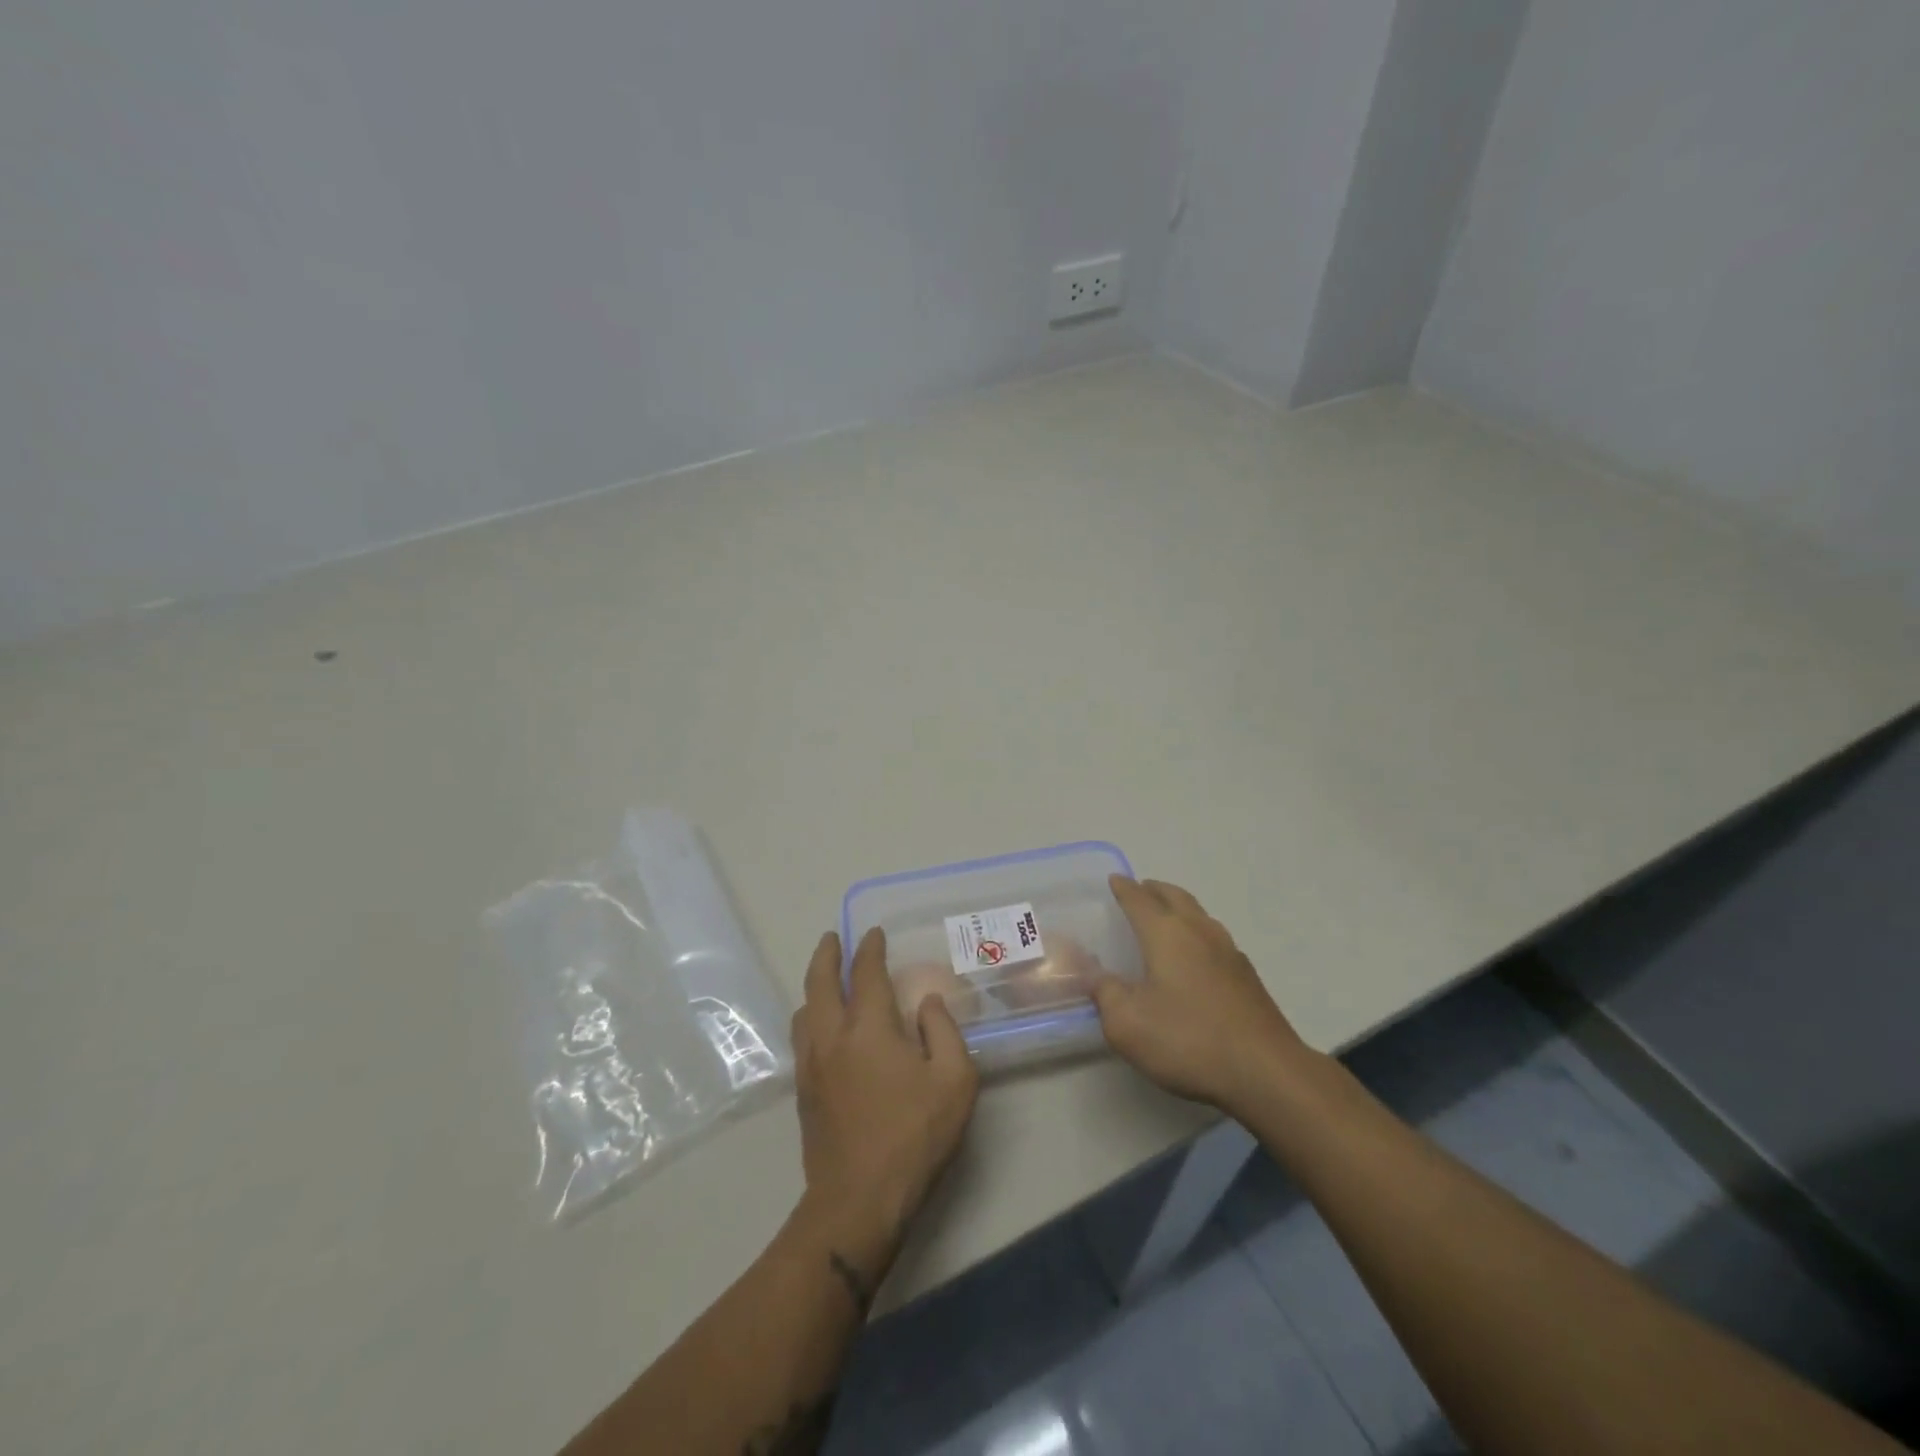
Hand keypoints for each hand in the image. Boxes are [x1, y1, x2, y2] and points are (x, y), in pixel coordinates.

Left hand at [790, 928, 978, 1269]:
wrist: (858, 1200)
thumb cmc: (914, 1136)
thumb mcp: (954, 1081)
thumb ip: (944, 1032)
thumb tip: (927, 1003)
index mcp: (868, 1027)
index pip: (865, 973)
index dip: (869, 949)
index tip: (873, 934)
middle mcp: (832, 1037)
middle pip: (819, 982)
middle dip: (826, 955)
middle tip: (833, 939)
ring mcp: (812, 1065)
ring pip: (804, 1010)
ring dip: (814, 986)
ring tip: (826, 980)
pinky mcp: (804, 1092)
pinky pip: (802, 1038)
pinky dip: (810, 1016)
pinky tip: (822, 1027)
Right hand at [1092, 876, 1320, 1113]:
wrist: (1265, 1072)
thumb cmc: (1188, 1041)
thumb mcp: (1127, 1024)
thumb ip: (1104, 992)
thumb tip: (1093, 973)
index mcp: (1166, 933)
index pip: (1139, 899)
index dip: (1123, 888)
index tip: (1114, 880)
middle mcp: (1199, 931)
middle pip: (1175, 896)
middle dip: (1154, 889)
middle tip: (1140, 890)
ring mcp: (1229, 952)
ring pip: (1199, 914)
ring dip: (1179, 907)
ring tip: (1166, 917)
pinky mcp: (1247, 977)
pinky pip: (1216, 939)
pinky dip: (1198, 933)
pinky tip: (1197, 956)